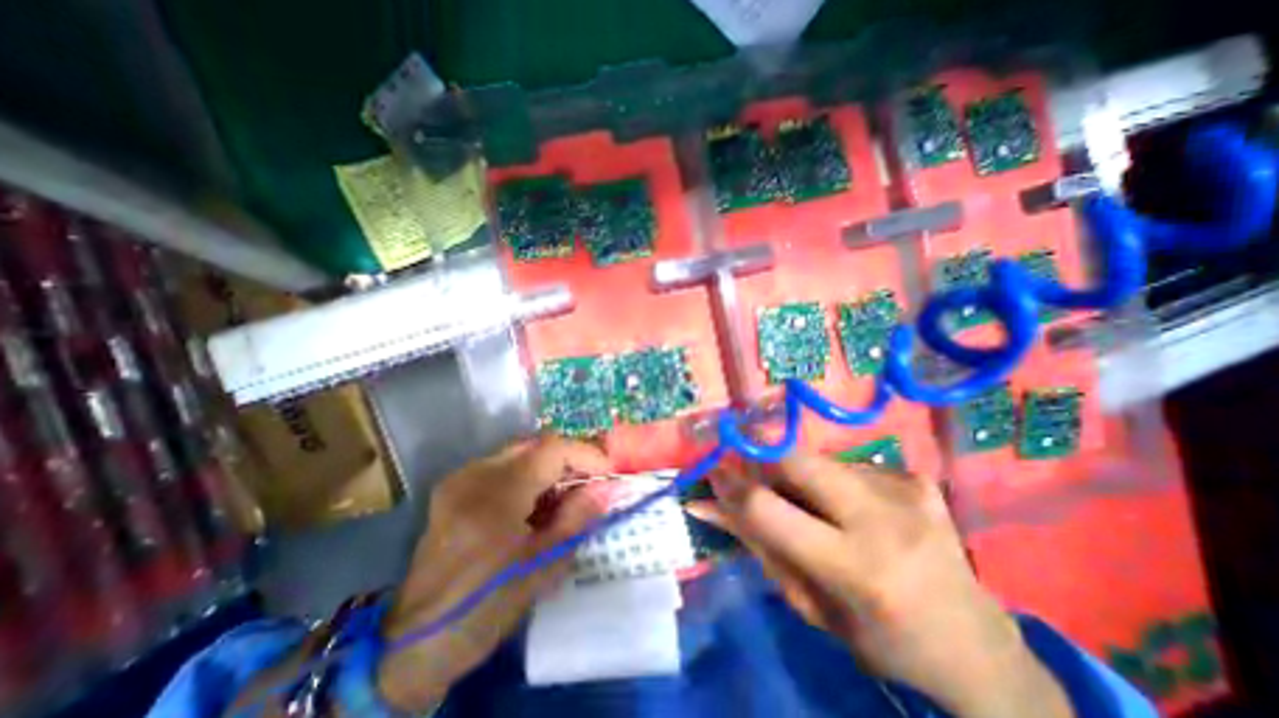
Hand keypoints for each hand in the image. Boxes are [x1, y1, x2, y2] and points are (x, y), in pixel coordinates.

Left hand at [373, 438, 610, 711]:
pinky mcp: (453, 488)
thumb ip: (578, 517)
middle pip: (534, 445)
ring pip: (519, 453)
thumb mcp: (543, 565)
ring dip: (548, 467)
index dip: (586, 454)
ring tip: (567, 494)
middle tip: (590, 482)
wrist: (415, 644)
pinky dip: (528, 476)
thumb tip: (605, 488)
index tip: (608, 471)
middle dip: (568, 459)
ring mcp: (459, 478)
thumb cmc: (485, 606)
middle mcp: (474, 473)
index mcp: (496, 493)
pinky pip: (501, 467)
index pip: (551, 449)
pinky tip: (536, 503)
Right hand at [684, 455, 1072, 716]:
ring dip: (799, 478)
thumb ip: (756, 544)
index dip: (730, 484)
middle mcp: (883, 519)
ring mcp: (905, 490)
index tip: (712, 472)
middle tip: (751, 473)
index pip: (768, 508)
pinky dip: (833, 483)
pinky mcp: (915, 477)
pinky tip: (851, 510)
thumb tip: (707, 504)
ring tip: (814, 508)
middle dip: (761, 459)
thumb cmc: (880, 640)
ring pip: (817, 462)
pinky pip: (847, 467)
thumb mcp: (808, 604)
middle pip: (794, 459)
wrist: (977, 647)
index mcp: (856, 570)